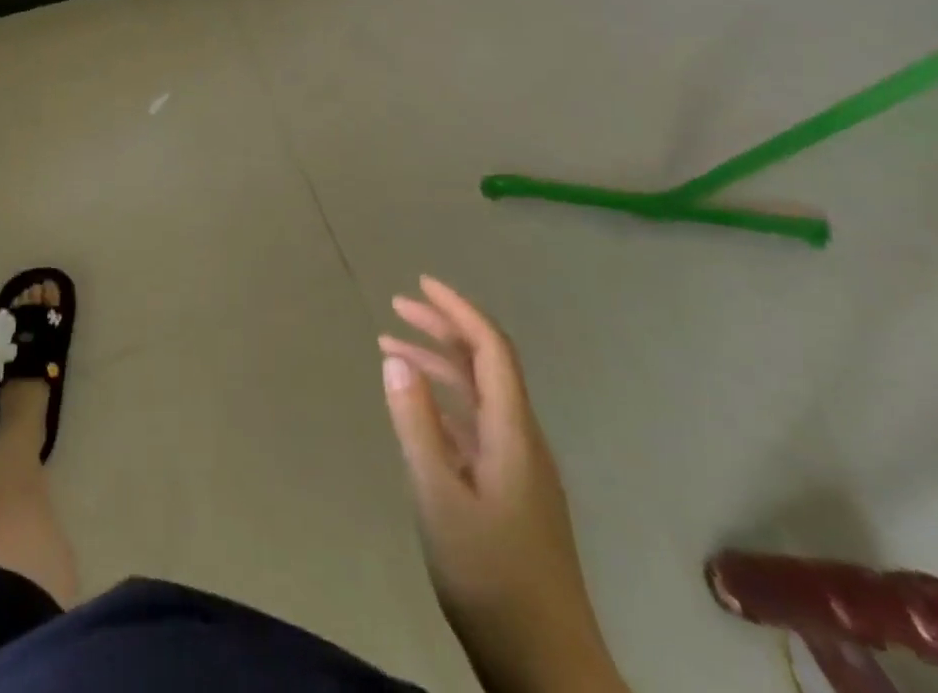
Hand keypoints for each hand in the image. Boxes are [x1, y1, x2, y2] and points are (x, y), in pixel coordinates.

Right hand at [379, 276, 626, 692]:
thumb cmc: (491, 577)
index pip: (490, 349)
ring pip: (478, 396)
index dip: (458, 310)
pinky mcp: (510, 494)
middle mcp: (521, 440)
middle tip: (397, 307)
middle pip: (485, 365)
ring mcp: (519, 468)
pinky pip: (475, 426)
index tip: (421, 283)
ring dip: (437, 366)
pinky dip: (442, 404)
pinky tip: (416, 410)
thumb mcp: (439, 496)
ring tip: (390, 350)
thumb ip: (415, 423)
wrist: (547, 668)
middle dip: (443, 329)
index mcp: (513, 432)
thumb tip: (395, 359)